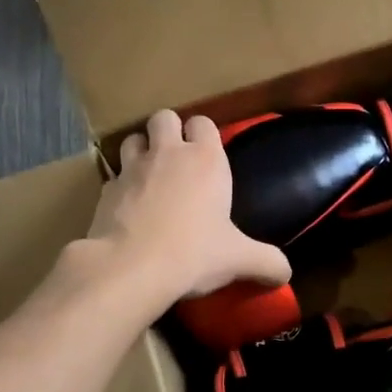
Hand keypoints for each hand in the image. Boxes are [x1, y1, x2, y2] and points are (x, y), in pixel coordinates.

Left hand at [84, 110, 289, 308]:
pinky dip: (121, 186)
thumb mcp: (240, 260)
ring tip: (151, 176)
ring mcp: (131, 169)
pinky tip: (129, 209)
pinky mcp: (105, 191)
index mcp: (205, 160)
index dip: (205, 134)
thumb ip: (268, 263)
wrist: (132, 268)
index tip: (209, 155)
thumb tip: (286, 274)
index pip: (204, 122)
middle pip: (164, 117)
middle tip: (178, 159)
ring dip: (142, 150)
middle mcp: (167, 154)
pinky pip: (114, 177)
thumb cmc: (195, 253)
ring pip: (133, 138)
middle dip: (169, 131)